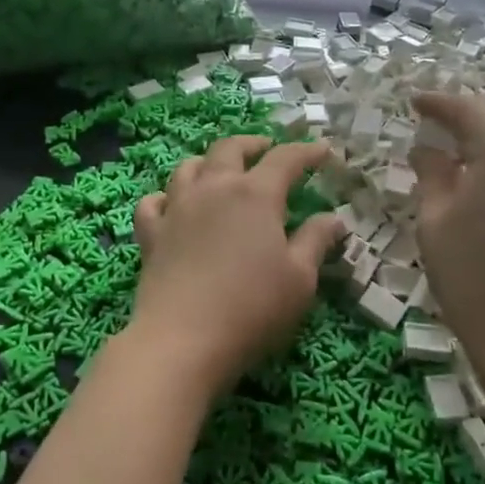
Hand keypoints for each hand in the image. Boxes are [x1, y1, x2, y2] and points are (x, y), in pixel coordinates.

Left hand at [125, 137, 344, 396]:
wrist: (182, 339)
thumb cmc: (252, 308)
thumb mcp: (300, 279)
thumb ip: (316, 241)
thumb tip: (333, 217)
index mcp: (255, 194)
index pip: (285, 159)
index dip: (307, 152)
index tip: (323, 151)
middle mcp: (214, 189)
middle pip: (231, 149)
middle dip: (253, 144)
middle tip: (268, 149)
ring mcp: (177, 208)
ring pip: (189, 167)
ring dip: (208, 162)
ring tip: (220, 170)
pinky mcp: (152, 234)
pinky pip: (153, 202)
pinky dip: (165, 197)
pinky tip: (172, 205)